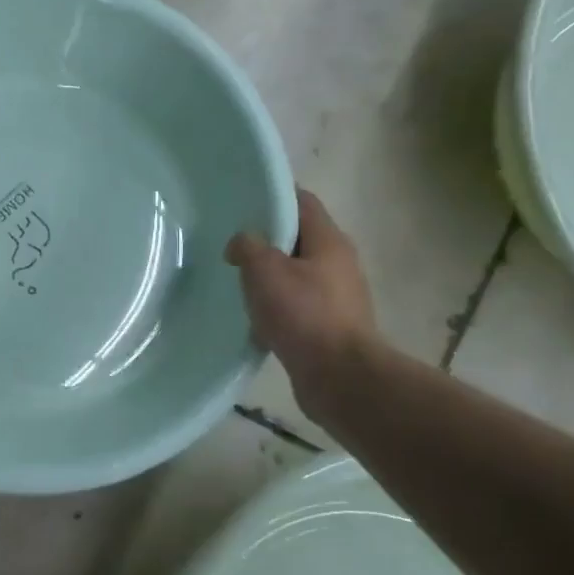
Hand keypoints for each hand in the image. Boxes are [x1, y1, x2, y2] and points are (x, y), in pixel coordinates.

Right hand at [226, 189, 377, 414]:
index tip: (243, 202)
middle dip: (267, 240)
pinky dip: (277, 307)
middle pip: (299, 239)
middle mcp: (339, 263)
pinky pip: (299, 306)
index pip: (302, 202)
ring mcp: (338, 297)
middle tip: (233, 245)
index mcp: (329, 241)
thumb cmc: (303, 315)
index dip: (274, 197)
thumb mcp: (264, 271)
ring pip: (297, 274)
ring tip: (238, 283)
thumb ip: (248, 247)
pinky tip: (255, 319)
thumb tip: (242, 243)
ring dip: (270, 277)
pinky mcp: (331, 326)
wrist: (340, 377)